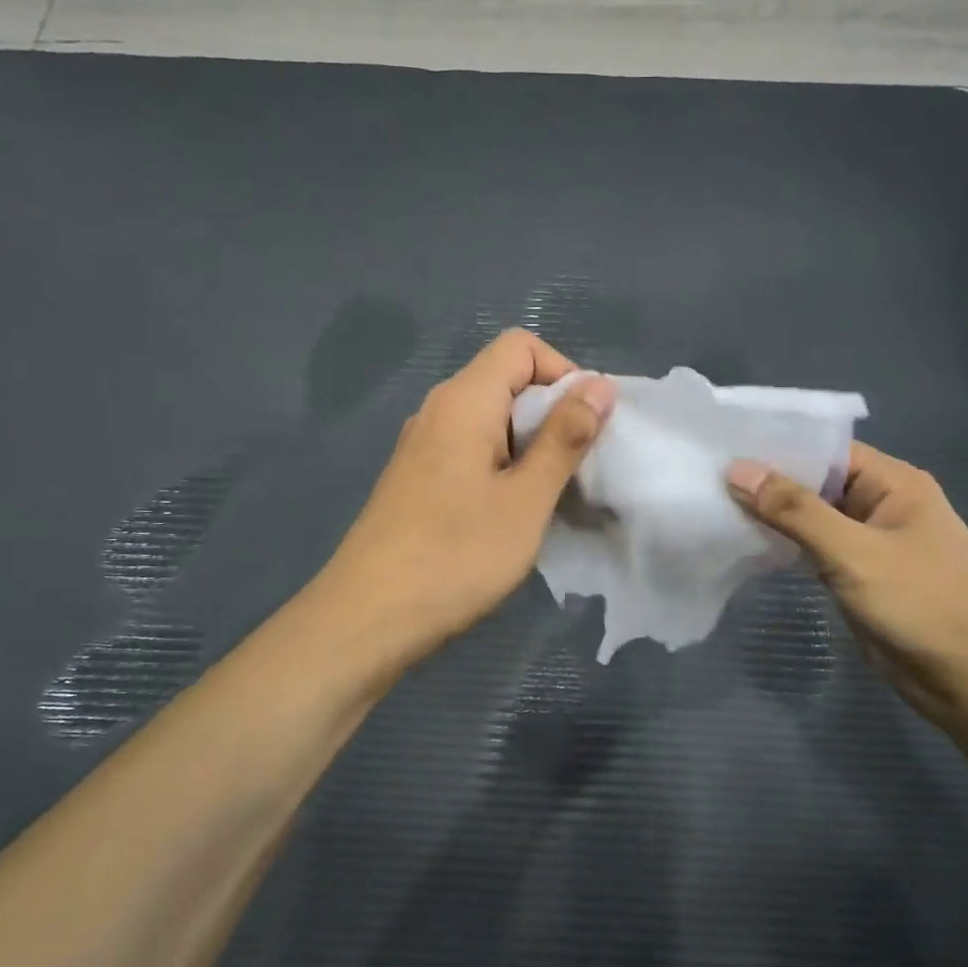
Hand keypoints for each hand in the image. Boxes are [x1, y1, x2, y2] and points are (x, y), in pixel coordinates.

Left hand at [319, 329, 616, 663]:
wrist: (367, 619)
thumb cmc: (456, 556)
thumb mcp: (526, 498)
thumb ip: (565, 438)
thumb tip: (600, 385)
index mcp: (464, 401)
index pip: (521, 347)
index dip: (563, 373)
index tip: (587, 427)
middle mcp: (438, 410)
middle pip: (506, 380)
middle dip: (552, 414)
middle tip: (575, 469)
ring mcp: (422, 446)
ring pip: (490, 420)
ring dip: (530, 446)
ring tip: (548, 496)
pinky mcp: (417, 479)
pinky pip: (470, 451)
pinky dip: (502, 467)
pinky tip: (511, 514)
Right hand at [726, 444, 967, 738]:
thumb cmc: (923, 603)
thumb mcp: (854, 552)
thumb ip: (795, 511)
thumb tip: (737, 470)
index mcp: (892, 483)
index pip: (824, 450)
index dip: (776, 447)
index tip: (722, 447)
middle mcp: (880, 505)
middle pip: (814, 483)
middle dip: (766, 484)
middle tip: (704, 477)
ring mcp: (868, 544)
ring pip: (811, 520)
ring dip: (771, 517)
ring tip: (712, 506)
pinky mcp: (858, 578)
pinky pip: (814, 551)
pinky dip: (783, 548)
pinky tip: (743, 545)